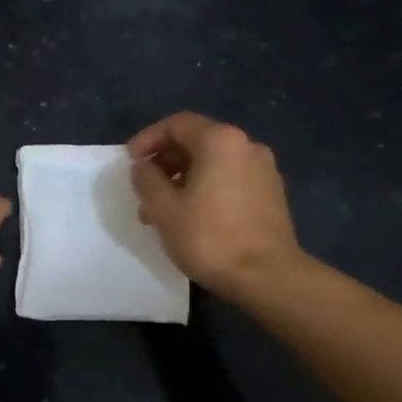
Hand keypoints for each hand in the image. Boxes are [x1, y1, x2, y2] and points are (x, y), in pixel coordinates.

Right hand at [127, 112, 303, 297]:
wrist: (268, 277)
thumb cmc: (210, 238)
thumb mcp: (164, 209)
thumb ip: (147, 180)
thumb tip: (143, 167)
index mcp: (220, 141)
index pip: (176, 124)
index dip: (148, 139)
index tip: (130, 162)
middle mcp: (246, 146)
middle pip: (196, 141)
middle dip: (164, 162)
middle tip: (143, 188)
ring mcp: (263, 170)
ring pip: (212, 163)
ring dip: (183, 179)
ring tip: (162, 210)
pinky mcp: (271, 194)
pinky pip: (229, 179)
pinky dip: (205, 188)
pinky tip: (190, 217)